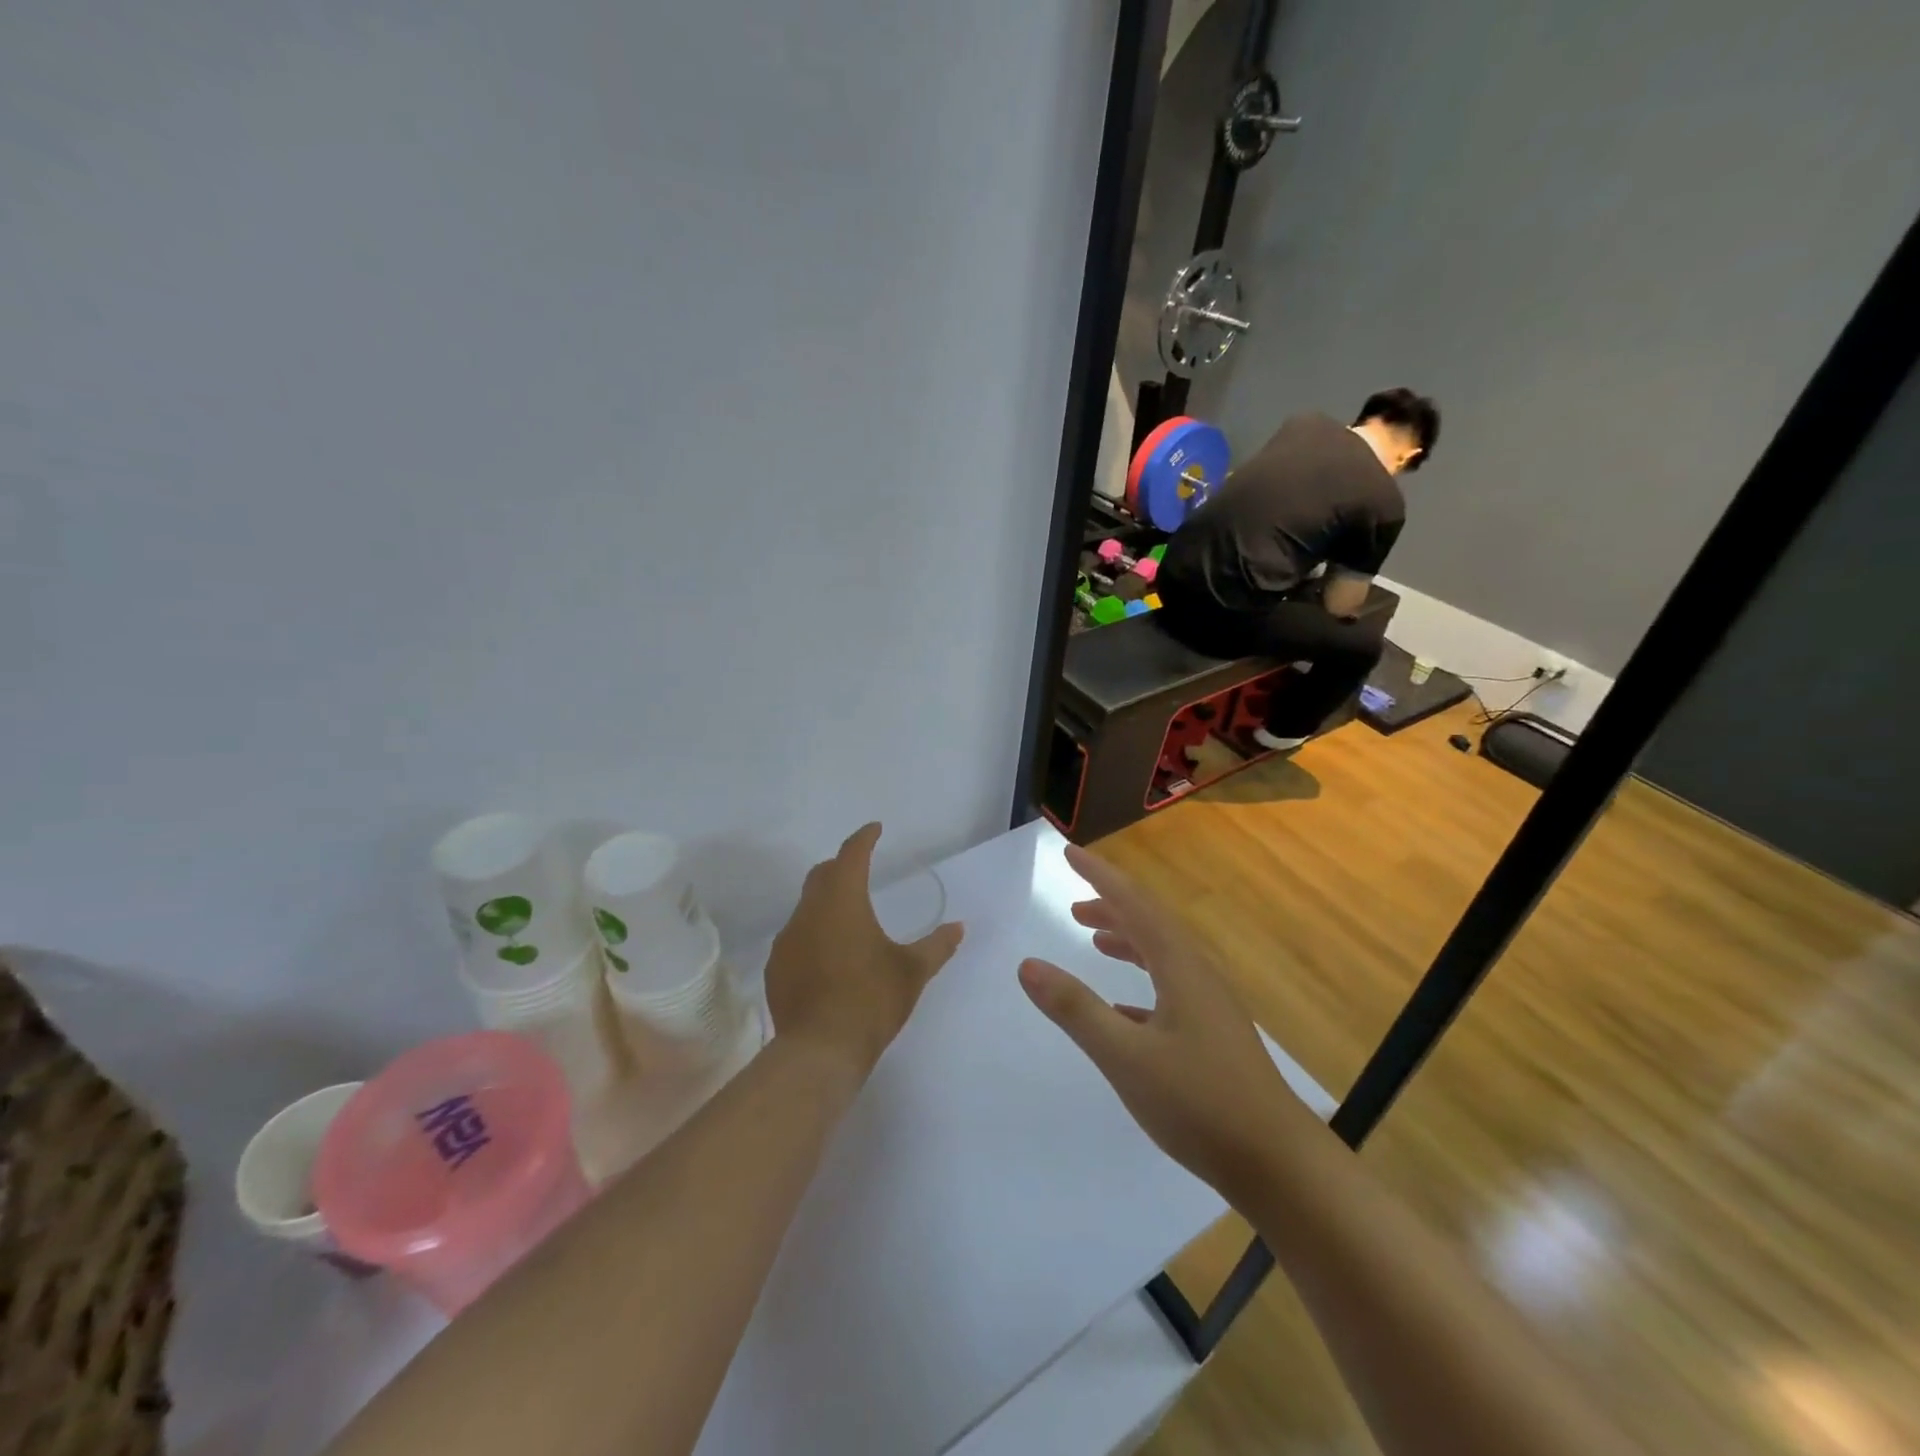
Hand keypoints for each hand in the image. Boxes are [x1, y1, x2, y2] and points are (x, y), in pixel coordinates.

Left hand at [765, 823, 964, 1081]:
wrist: (819, 1051)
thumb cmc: (871, 1001)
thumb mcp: (913, 972)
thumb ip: (937, 945)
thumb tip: (959, 928)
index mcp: (843, 901)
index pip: (851, 855)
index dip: (864, 838)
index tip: (874, 830)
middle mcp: (809, 911)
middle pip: (822, 875)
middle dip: (841, 866)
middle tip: (860, 869)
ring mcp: (787, 940)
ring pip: (806, 907)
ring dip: (826, 903)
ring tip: (847, 920)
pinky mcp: (776, 968)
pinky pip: (796, 938)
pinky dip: (813, 935)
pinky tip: (828, 957)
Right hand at [1019, 844, 1303, 1205]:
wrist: (1277, 1164)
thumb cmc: (1199, 1103)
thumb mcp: (1125, 1056)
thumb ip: (1075, 1009)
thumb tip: (1028, 964)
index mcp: (1180, 967)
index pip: (1134, 904)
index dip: (1101, 876)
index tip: (1070, 853)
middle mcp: (1198, 975)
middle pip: (1151, 923)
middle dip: (1112, 906)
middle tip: (1074, 903)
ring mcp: (1210, 1005)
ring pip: (1162, 955)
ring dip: (1127, 940)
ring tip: (1094, 939)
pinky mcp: (1213, 1035)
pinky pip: (1170, 987)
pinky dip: (1140, 980)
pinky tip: (1122, 1008)